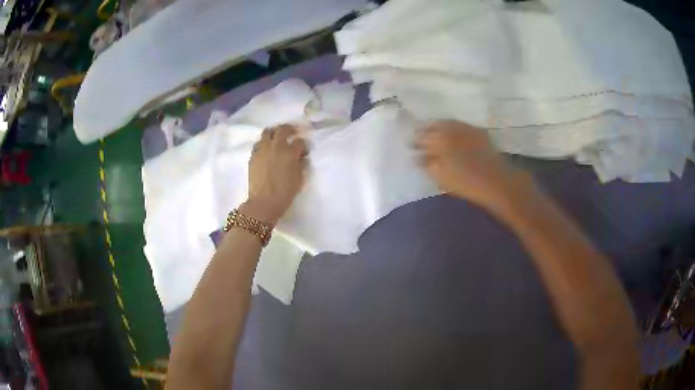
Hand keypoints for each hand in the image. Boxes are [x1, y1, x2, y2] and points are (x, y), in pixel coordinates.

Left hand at [243, 124, 306, 222]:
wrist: (264, 202)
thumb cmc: (285, 192)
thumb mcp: (299, 179)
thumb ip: (301, 164)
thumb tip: (301, 157)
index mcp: (290, 152)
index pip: (299, 141)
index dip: (303, 144)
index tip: (303, 150)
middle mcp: (276, 146)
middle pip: (283, 129)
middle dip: (289, 129)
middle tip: (292, 132)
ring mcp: (263, 149)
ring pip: (267, 132)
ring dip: (274, 132)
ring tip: (276, 137)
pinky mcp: (253, 155)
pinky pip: (258, 143)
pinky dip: (263, 143)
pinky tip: (266, 149)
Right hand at [415, 121, 534, 213]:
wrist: (496, 181)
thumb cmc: (465, 181)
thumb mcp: (441, 175)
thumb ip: (426, 163)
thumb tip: (417, 156)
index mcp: (439, 138)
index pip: (421, 136)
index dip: (414, 141)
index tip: (410, 146)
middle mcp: (451, 128)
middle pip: (434, 126)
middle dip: (425, 131)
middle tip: (420, 139)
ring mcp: (466, 128)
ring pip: (448, 124)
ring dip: (439, 129)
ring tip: (435, 137)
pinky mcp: (478, 132)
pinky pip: (461, 127)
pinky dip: (453, 130)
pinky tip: (453, 137)